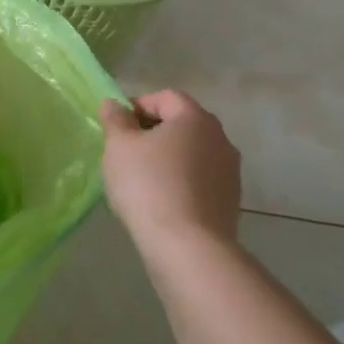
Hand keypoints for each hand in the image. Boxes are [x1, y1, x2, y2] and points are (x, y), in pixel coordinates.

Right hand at [100, 91, 242, 251]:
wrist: (187, 247)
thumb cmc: (148, 185)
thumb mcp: (119, 146)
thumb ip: (115, 119)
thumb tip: (113, 104)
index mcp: (195, 118)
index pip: (165, 97)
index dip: (137, 105)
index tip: (117, 127)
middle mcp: (220, 139)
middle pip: (181, 124)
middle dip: (152, 132)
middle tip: (125, 151)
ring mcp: (230, 172)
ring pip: (191, 153)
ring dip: (167, 158)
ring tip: (141, 179)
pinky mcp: (230, 201)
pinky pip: (199, 179)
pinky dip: (180, 181)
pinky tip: (160, 201)